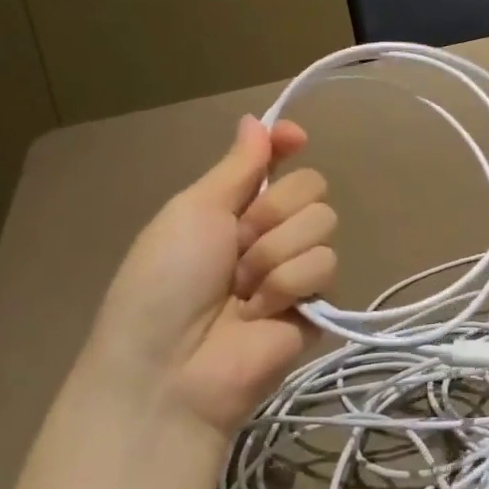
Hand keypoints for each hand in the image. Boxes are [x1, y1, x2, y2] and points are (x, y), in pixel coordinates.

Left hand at [87, 115, 337, 439]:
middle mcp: (270, 233)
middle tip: (236, 247)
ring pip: (322, 225)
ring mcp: (295, 270)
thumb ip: (236, 167)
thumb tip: (256, 119)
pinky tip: (261, 313)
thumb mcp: (192, 212)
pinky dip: (288, 285)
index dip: (288, 145)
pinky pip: (325, 267)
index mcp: (234, 208)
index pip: (278, 161)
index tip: (293, 138)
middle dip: (273, 212)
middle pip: (311, 187)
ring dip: (275, 255)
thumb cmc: (164, 284)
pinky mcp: (317, 305)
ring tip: (243, 292)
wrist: (169, 370)